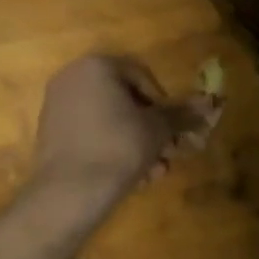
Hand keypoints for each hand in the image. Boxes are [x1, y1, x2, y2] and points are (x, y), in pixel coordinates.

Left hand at [32, 55, 213, 195]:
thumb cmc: (118, 148)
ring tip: (154, 173)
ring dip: (136, 144)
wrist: (69, 192)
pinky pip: (90, 134)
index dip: (163, 104)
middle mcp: (72, 78)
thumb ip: (181, 114)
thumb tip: (208, 105)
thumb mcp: (157, 129)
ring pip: (109, 120)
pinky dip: (112, 149)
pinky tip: (132, 177)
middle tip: (168, 153)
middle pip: (124, 100)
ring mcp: (57, 105)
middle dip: (150, 129)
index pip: (142, 76)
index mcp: (96, 66)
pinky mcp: (50, 133)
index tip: (173, 129)